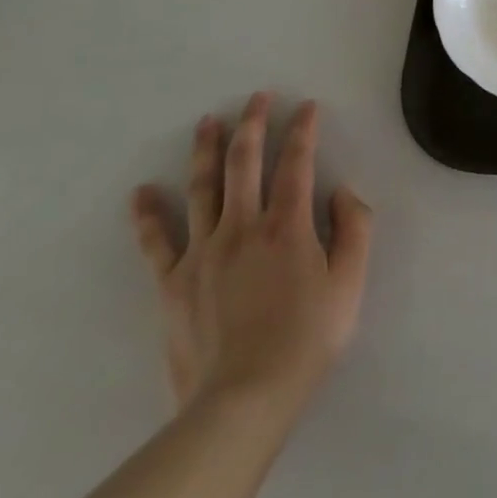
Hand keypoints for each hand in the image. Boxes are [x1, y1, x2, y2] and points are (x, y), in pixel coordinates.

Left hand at [129, 93, 372, 423]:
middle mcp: (243, 226)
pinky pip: (156, 242)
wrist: (243, 401)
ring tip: (208, 121)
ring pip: (203, 188)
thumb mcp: (351, 283)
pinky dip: (148, 215)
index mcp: (288, 225)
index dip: (303, 129)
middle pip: (246, 163)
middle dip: (253, 123)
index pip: (297, 162)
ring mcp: (202, 253)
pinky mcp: (173, 283)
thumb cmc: (306, 339)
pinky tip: (141, 192)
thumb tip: (344, 191)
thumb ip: (355, 229)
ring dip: (206, 150)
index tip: (306, 106)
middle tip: (257, 97)